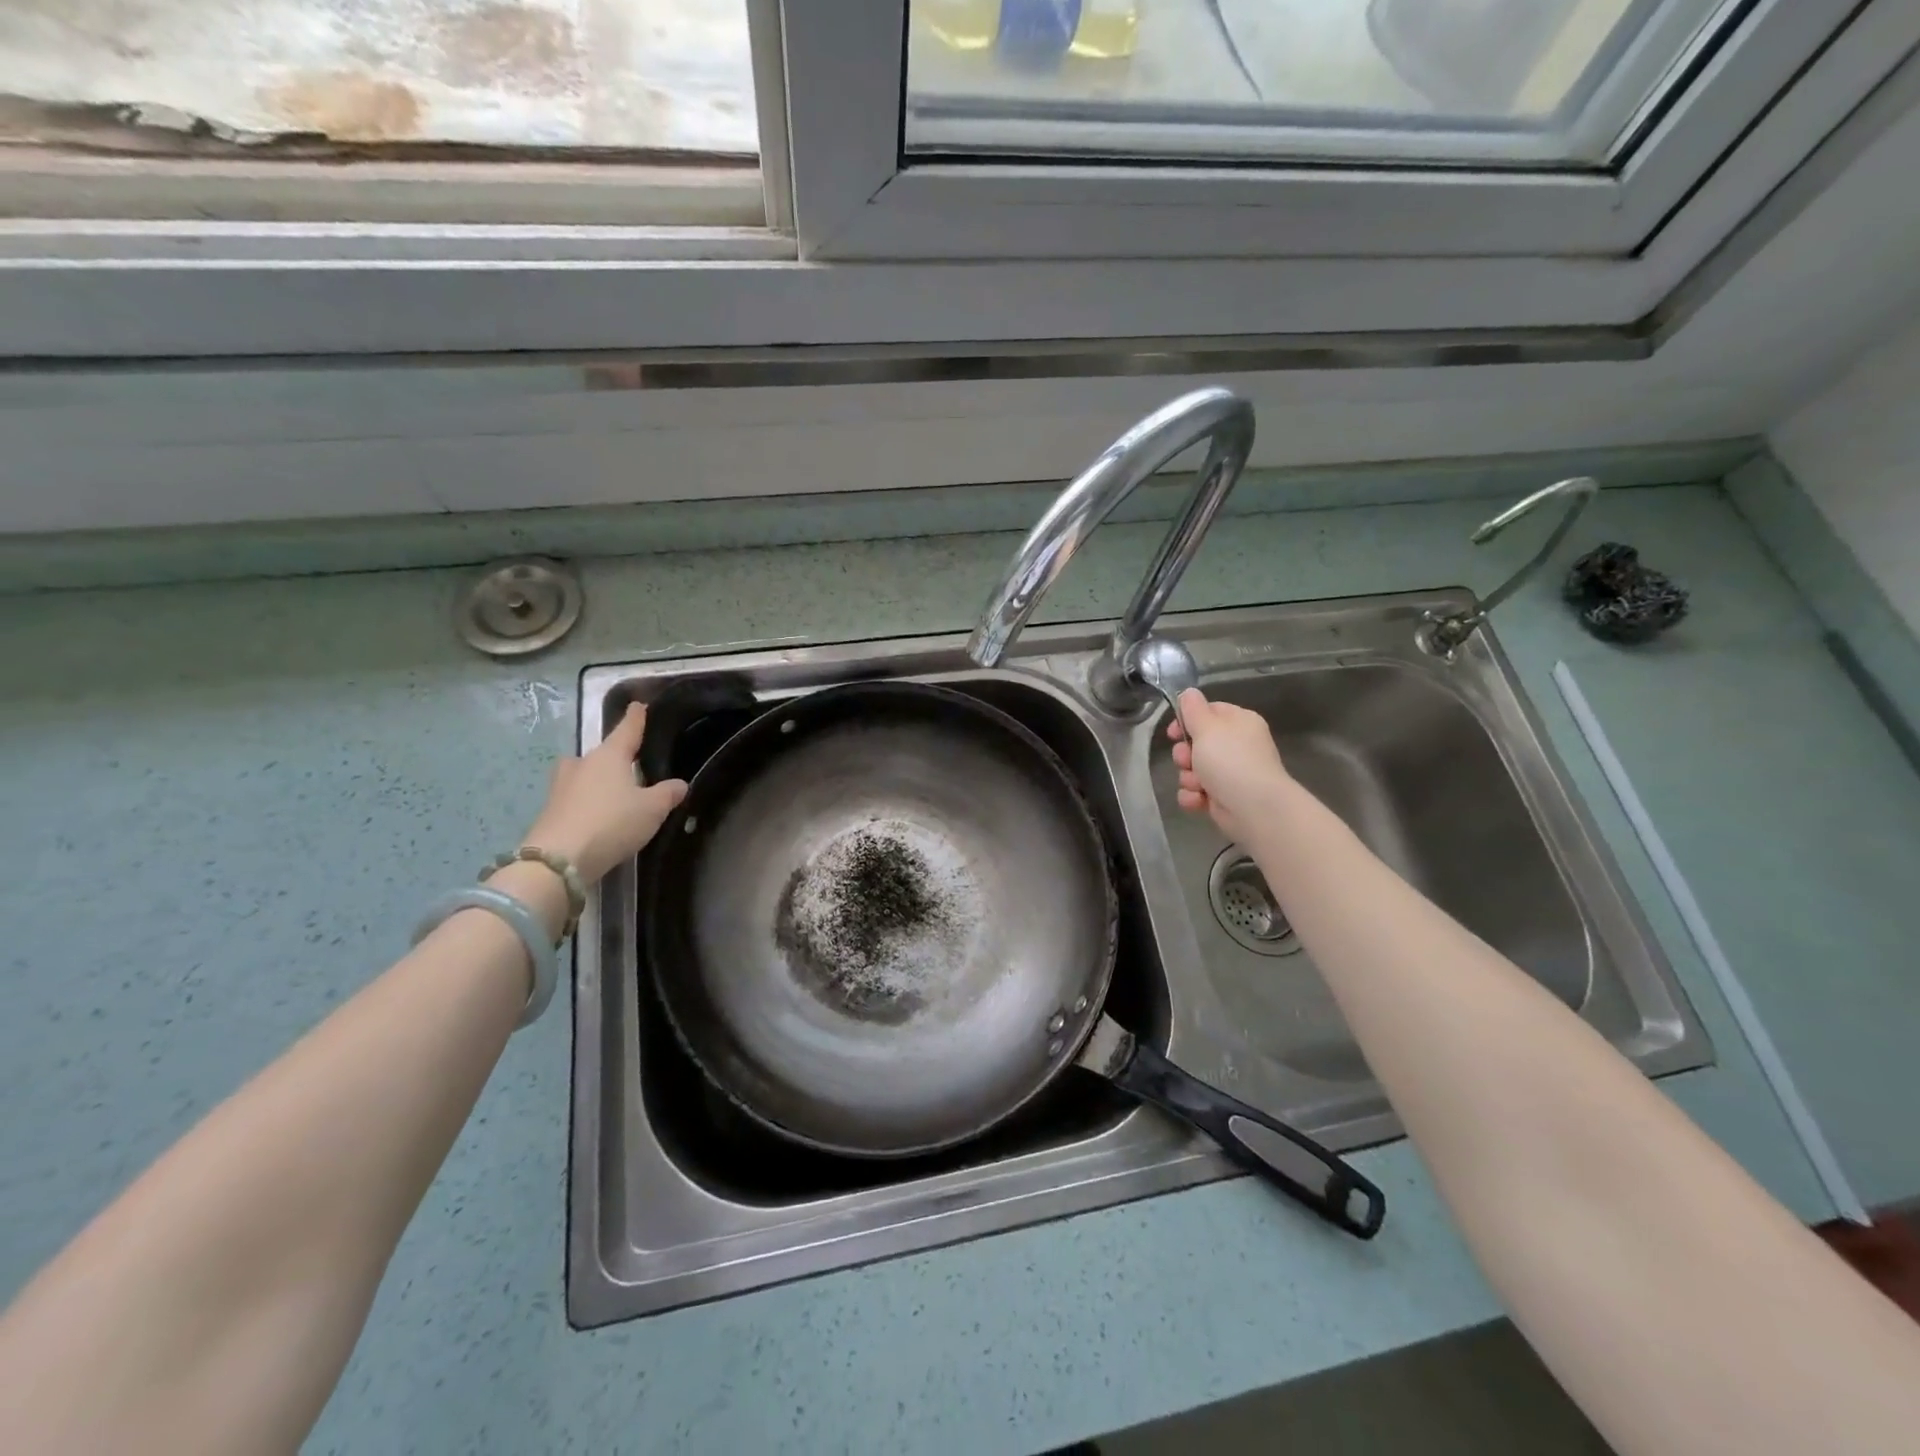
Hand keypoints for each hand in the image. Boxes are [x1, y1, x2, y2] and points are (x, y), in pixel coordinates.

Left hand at [524, 705, 686, 881]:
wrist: (558, 860)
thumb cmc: (611, 823)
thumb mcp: (652, 809)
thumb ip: (668, 794)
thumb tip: (679, 784)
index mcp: (609, 755)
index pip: (627, 729)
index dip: (636, 718)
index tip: (639, 705)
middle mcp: (582, 764)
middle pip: (602, 753)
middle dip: (615, 757)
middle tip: (633, 766)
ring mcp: (561, 786)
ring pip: (584, 775)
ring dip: (597, 779)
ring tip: (614, 792)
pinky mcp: (550, 810)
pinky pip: (575, 797)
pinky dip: (587, 802)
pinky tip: (598, 816)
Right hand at [1168, 688, 1289, 841]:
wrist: (1254, 807)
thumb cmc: (1230, 760)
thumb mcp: (1207, 727)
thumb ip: (1193, 708)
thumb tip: (1188, 692)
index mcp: (1238, 722)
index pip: (1208, 712)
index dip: (1187, 721)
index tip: (1173, 731)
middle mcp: (1236, 745)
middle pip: (1197, 743)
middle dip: (1185, 754)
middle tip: (1187, 760)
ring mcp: (1230, 772)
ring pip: (1194, 769)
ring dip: (1188, 777)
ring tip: (1197, 784)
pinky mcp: (1223, 796)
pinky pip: (1197, 791)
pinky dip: (1194, 796)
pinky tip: (1199, 800)